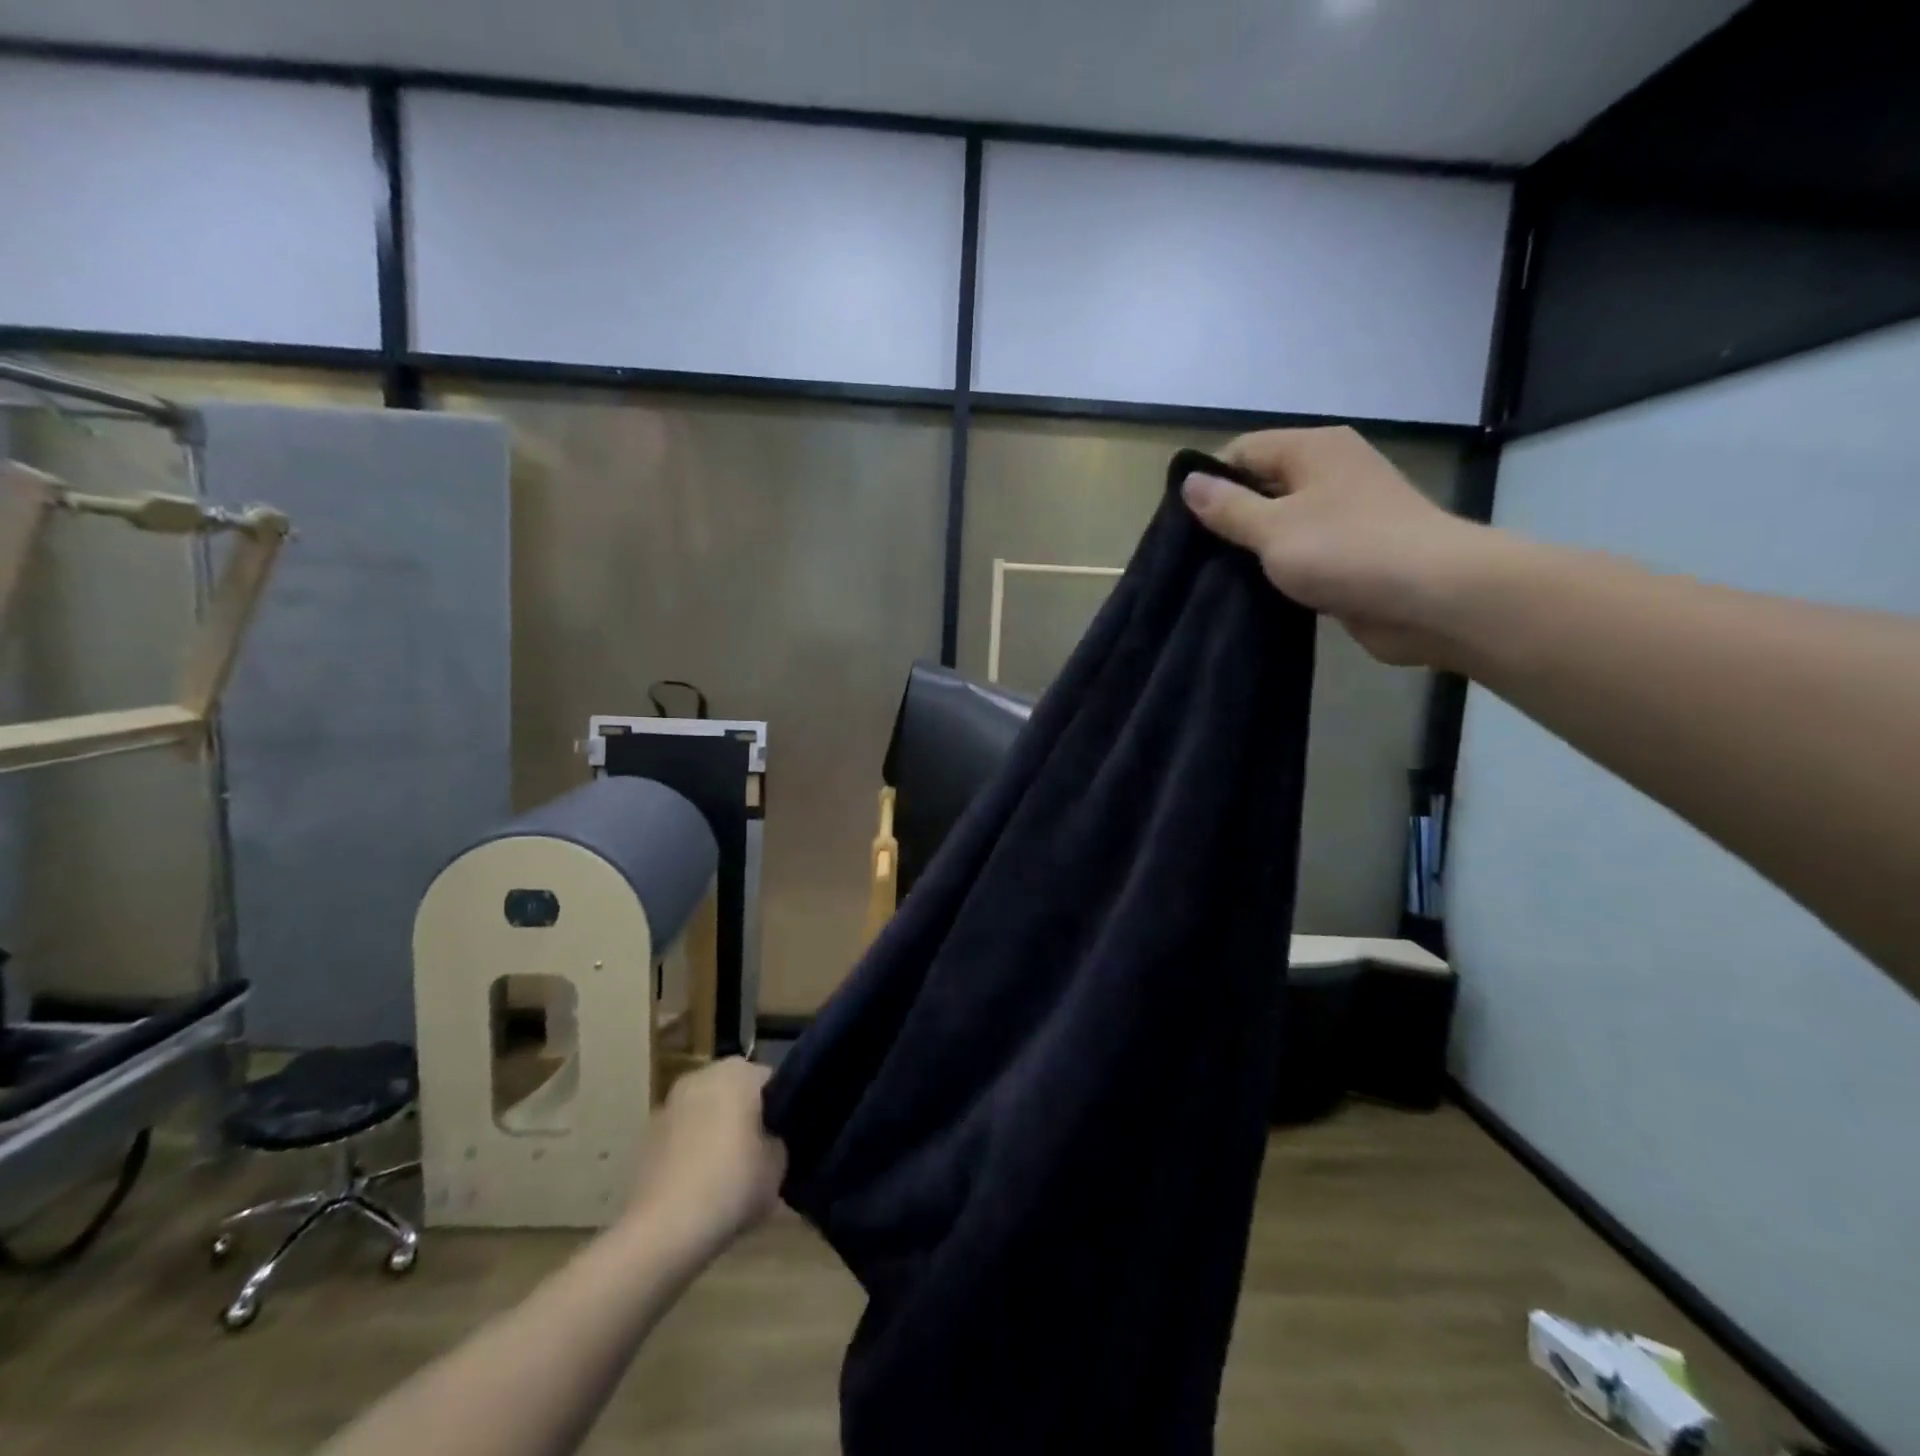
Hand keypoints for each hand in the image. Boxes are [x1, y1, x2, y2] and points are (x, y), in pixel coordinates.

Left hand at [624, 1058, 785, 1255]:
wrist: (663, 1231)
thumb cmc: (730, 1185)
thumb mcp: (778, 1166)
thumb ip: (778, 1141)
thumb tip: (769, 1139)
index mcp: (738, 1073)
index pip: (770, 1081)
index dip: (781, 1109)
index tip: (783, 1138)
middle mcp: (701, 1076)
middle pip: (734, 1092)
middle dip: (744, 1115)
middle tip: (757, 1154)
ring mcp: (668, 1105)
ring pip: (705, 1112)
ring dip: (714, 1131)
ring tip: (726, 1173)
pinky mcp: (645, 1136)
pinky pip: (681, 1136)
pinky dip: (690, 1150)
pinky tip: (698, 1185)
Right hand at [1180, 426, 1487, 667]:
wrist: (1434, 597)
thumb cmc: (1347, 550)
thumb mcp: (1273, 528)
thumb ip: (1228, 507)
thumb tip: (1190, 482)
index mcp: (1313, 449)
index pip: (1243, 450)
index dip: (1209, 481)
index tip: (1181, 522)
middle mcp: (1330, 472)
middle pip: (1262, 484)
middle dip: (1228, 517)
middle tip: (1193, 555)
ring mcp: (1345, 513)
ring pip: (1281, 522)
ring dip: (1253, 547)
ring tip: (1214, 576)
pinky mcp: (1353, 553)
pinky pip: (1302, 552)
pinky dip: (1279, 567)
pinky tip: (1253, 590)